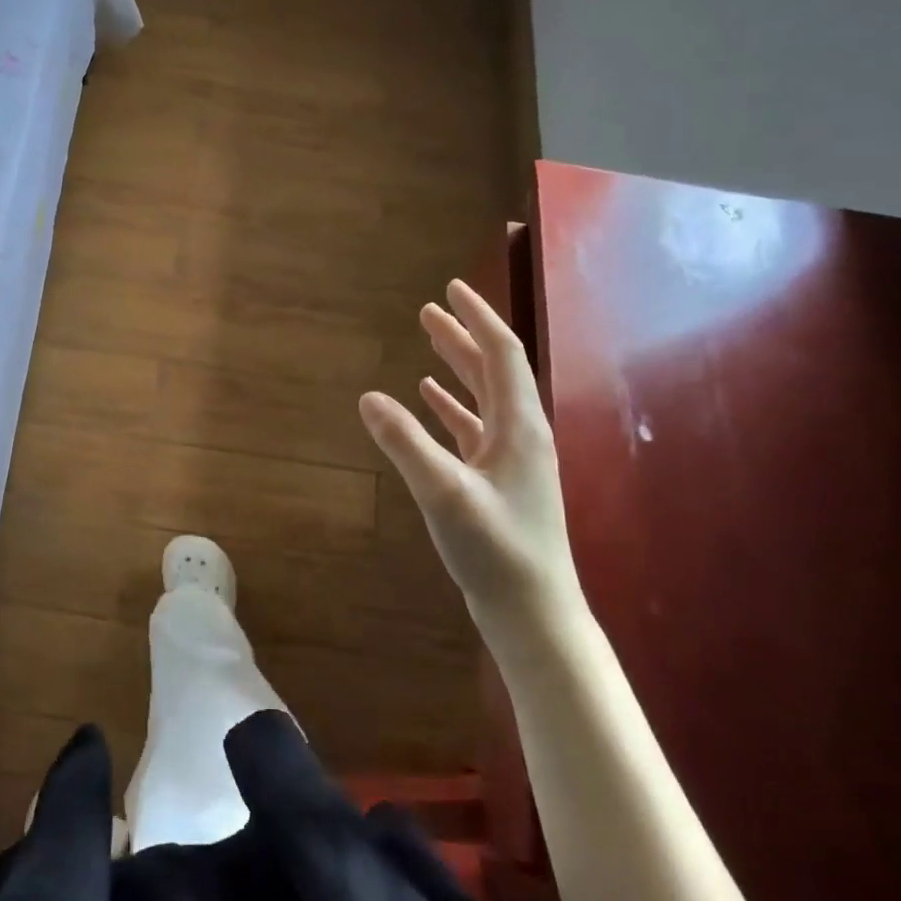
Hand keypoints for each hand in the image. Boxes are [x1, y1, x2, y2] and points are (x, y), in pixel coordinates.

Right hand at [359, 278, 585, 651]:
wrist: (532, 612)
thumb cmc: (495, 549)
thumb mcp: (443, 492)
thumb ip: (405, 443)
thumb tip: (368, 397)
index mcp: (519, 427)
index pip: (501, 354)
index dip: (476, 318)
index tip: (451, 289)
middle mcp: (521, 435)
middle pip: (493, 371)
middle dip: (463, 337)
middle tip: (430, 310)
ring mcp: (512, 460)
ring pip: (483, 399)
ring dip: (457, 368)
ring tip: (428, 344)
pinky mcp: (498, 482)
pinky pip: (474, 429)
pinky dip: (452, 408)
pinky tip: (430, 402)